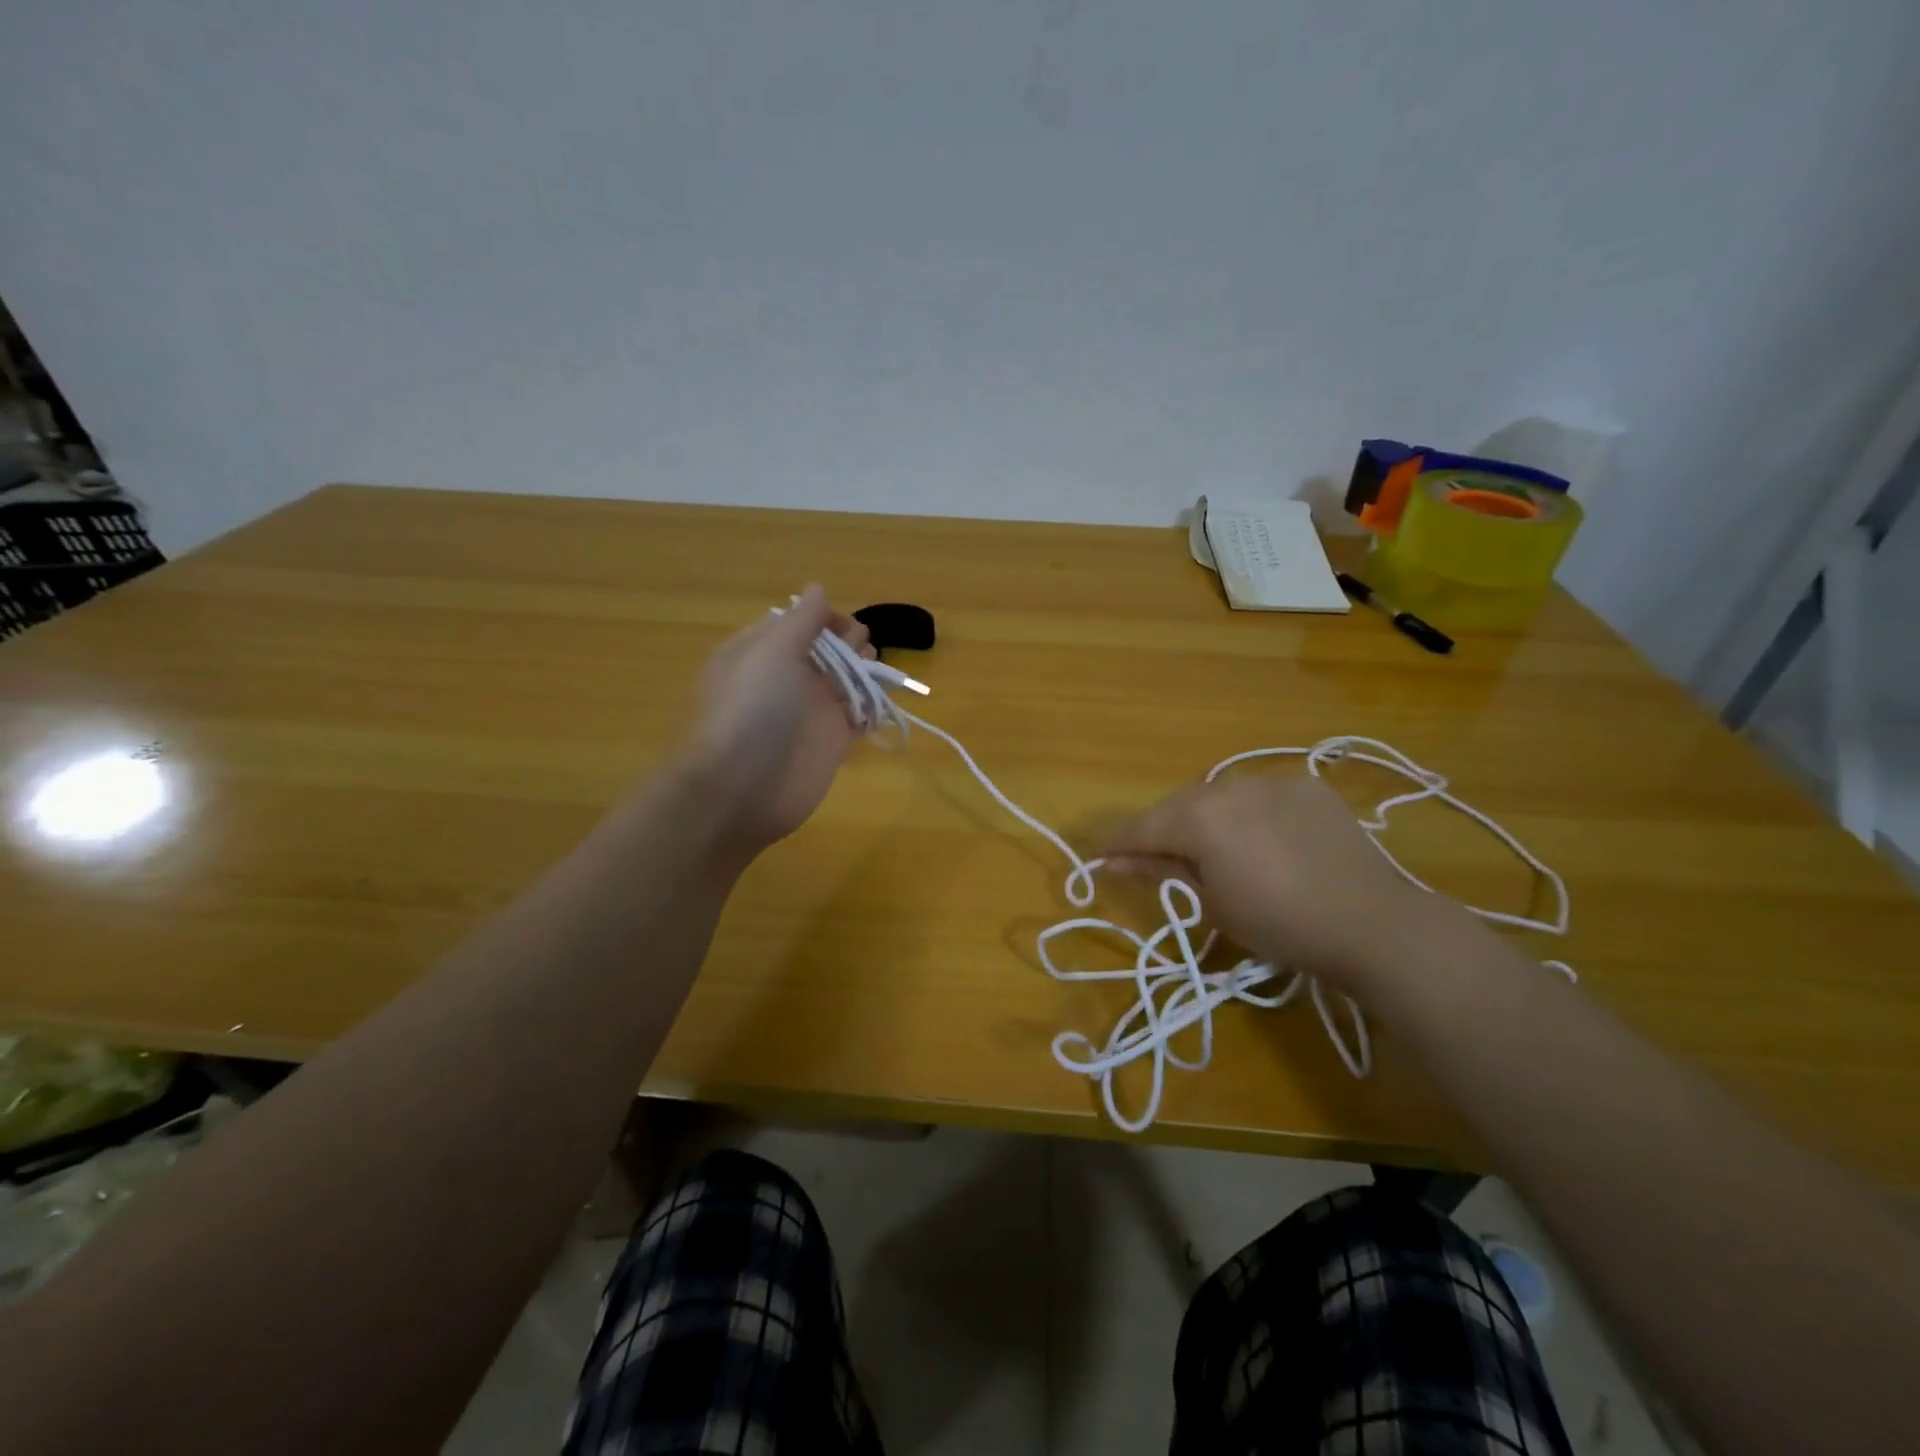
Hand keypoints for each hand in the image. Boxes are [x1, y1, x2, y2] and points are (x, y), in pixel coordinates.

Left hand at [676, 584, 873, 858]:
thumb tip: (818, 589)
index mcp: (762, 651)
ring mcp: (811, 710)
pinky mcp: (833, 740)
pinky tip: (883, 698)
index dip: (824, 617)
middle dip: (849, 641)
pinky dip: (874, 704)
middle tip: (858, 650)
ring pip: (847, 679)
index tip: (841, 625)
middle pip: (828, 648)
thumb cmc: (753, 708)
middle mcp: (787, 677)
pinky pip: (859, 714)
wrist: (744, 786)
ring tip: (873, 671)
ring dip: (865, 668)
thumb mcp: (771, 651)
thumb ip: (801, 620)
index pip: (799, 622)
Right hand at [1101, 774, 1462, 992]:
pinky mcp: (1306, 785)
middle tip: (1150, 858)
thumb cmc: (1279, 925)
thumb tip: (1114, 861)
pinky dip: (1245, 813)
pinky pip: (1258, 794)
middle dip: (1160, 830)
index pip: (1142, 827)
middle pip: (1177, 806)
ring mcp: (1271, 780)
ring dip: (1202, 818)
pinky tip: (1257, 838)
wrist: (1372, 923)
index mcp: (1199, 816)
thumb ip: (1161, 870)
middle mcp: (1229, 785)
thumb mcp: (1211, 903)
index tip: (1097, 857)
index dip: (1116, 844)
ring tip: (1206, 847)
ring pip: (1217, 795)